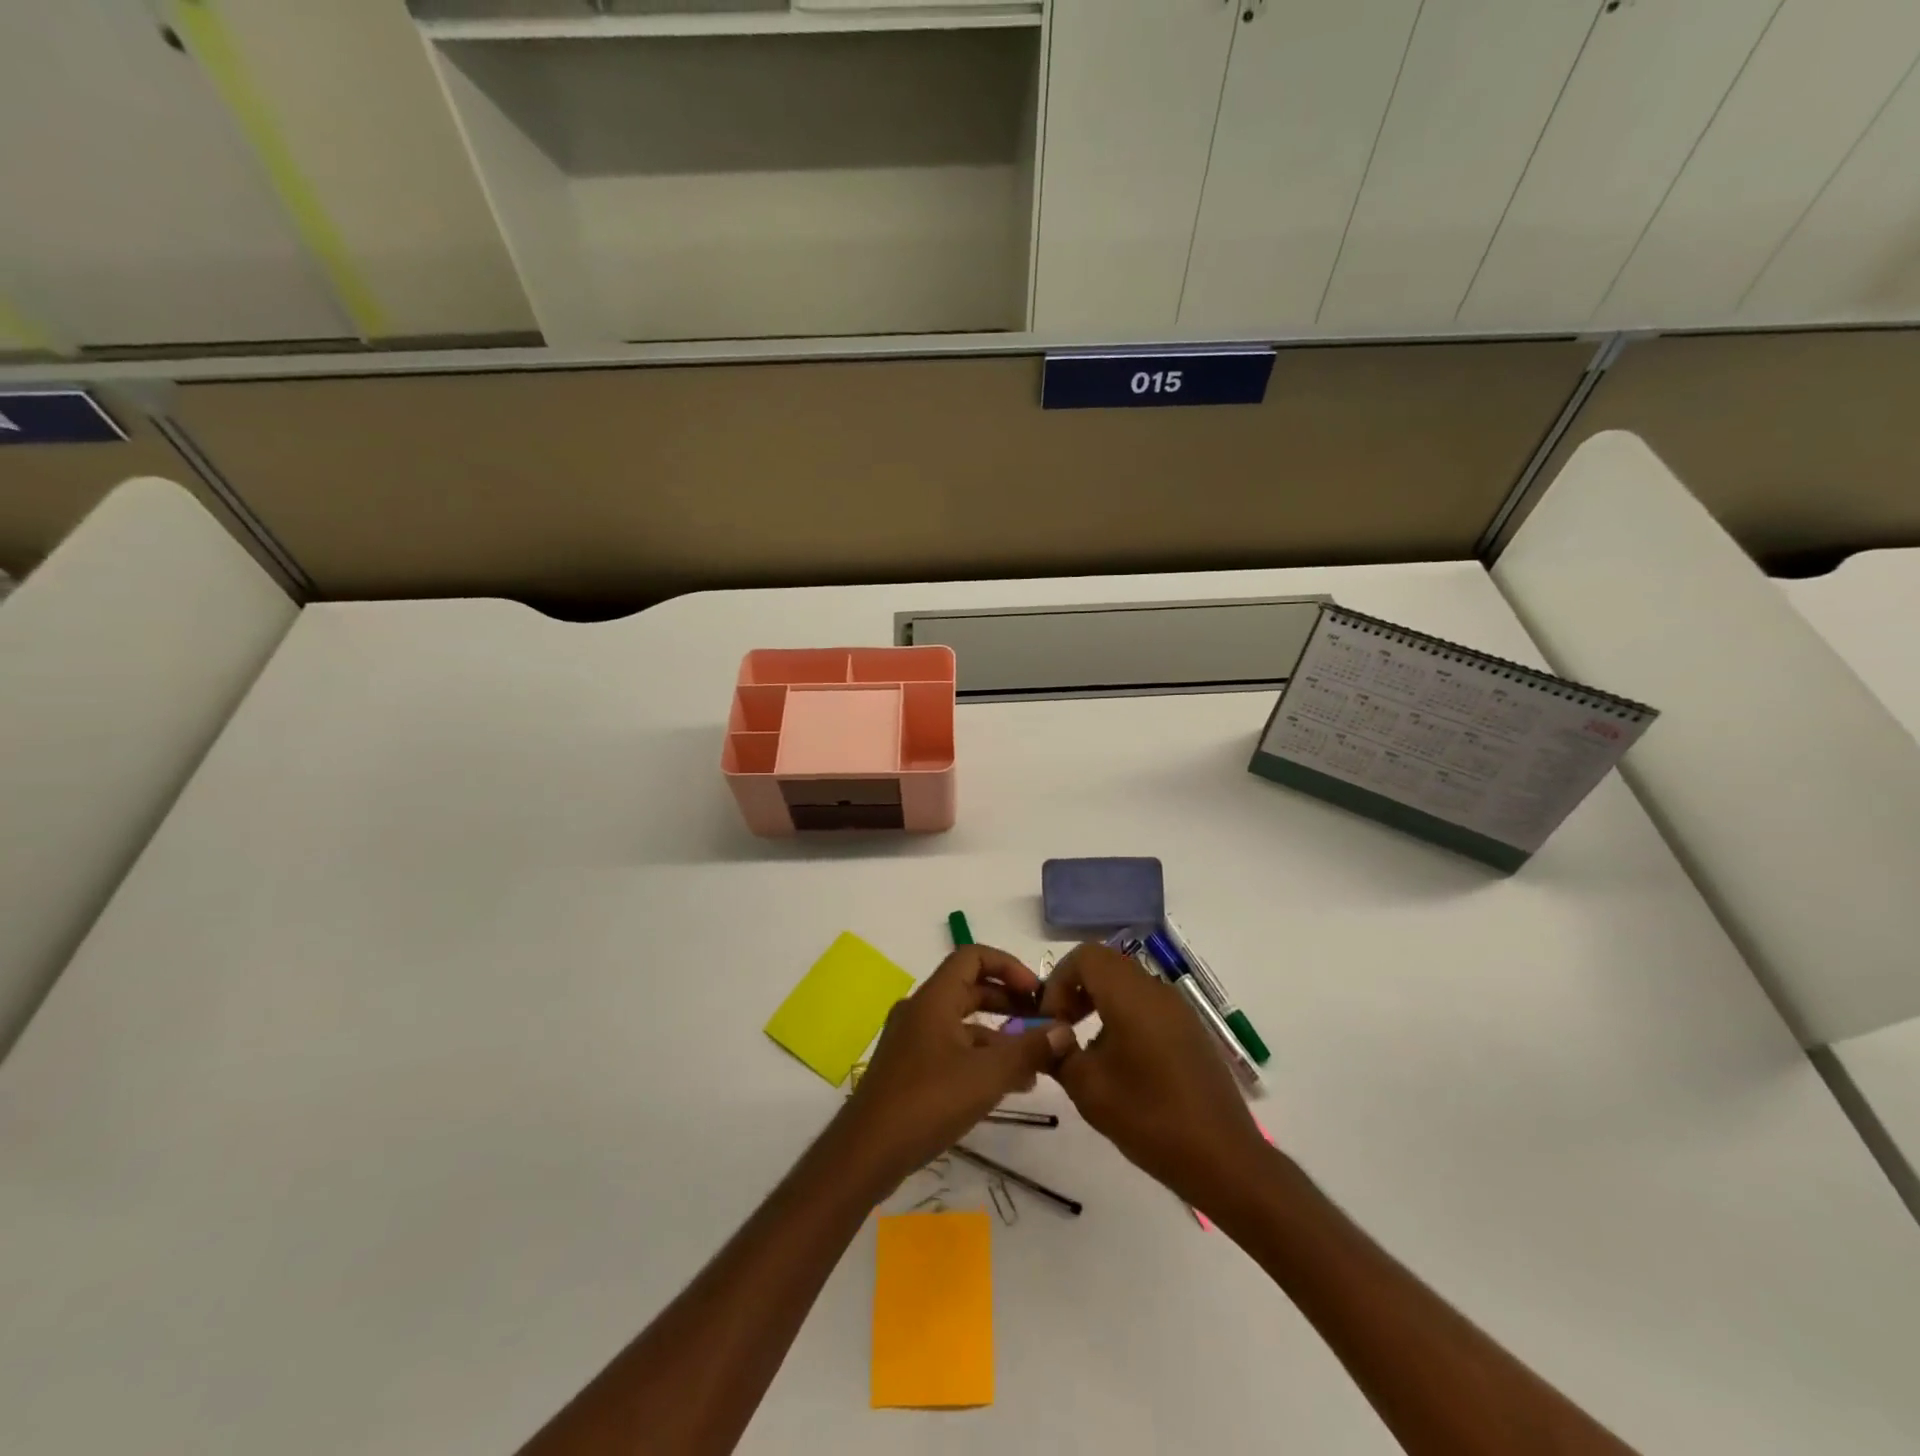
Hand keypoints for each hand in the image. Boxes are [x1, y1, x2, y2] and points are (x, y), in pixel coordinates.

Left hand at [836, 946, 1074, 1187]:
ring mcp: (912, 1040)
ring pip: (963, 1023)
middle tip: (1043, 1024)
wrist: (866, 1153)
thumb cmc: (928, 1102)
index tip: (1037, 994)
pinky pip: (952, 1048)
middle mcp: (920, 1010)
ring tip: (1035, 1063)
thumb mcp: (987, 1075)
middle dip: (1009, 1003)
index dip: (1009, 967)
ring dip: (999, 1035)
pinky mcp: (909, 1068)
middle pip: (970, 989)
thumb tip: (1064, 1030)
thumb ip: (1028, 1050)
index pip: (973, 957)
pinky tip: (1007, 1086)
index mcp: (934, 998)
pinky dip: (980, 1057)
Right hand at [1040, 943, 1266, 1211]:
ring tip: (1088, 1051)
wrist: (1223, 1158)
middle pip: (1106, 965)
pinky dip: (1124, 1017)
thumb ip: (1059, 1053)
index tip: (1051, 1021)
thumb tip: (1049, 1035)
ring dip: (1100, 1003)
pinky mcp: (1191, 1031)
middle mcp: (1156, 990)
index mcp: (1130, 995)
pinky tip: (1122, 1064)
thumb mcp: (1088, 1088)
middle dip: (1076, 990)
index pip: (1085, 956)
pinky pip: (1148, 1006)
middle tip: (1062, 1030)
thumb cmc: (1149, 1117)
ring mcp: (1179, 1010)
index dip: (1058, 981)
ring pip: (1128, 985)